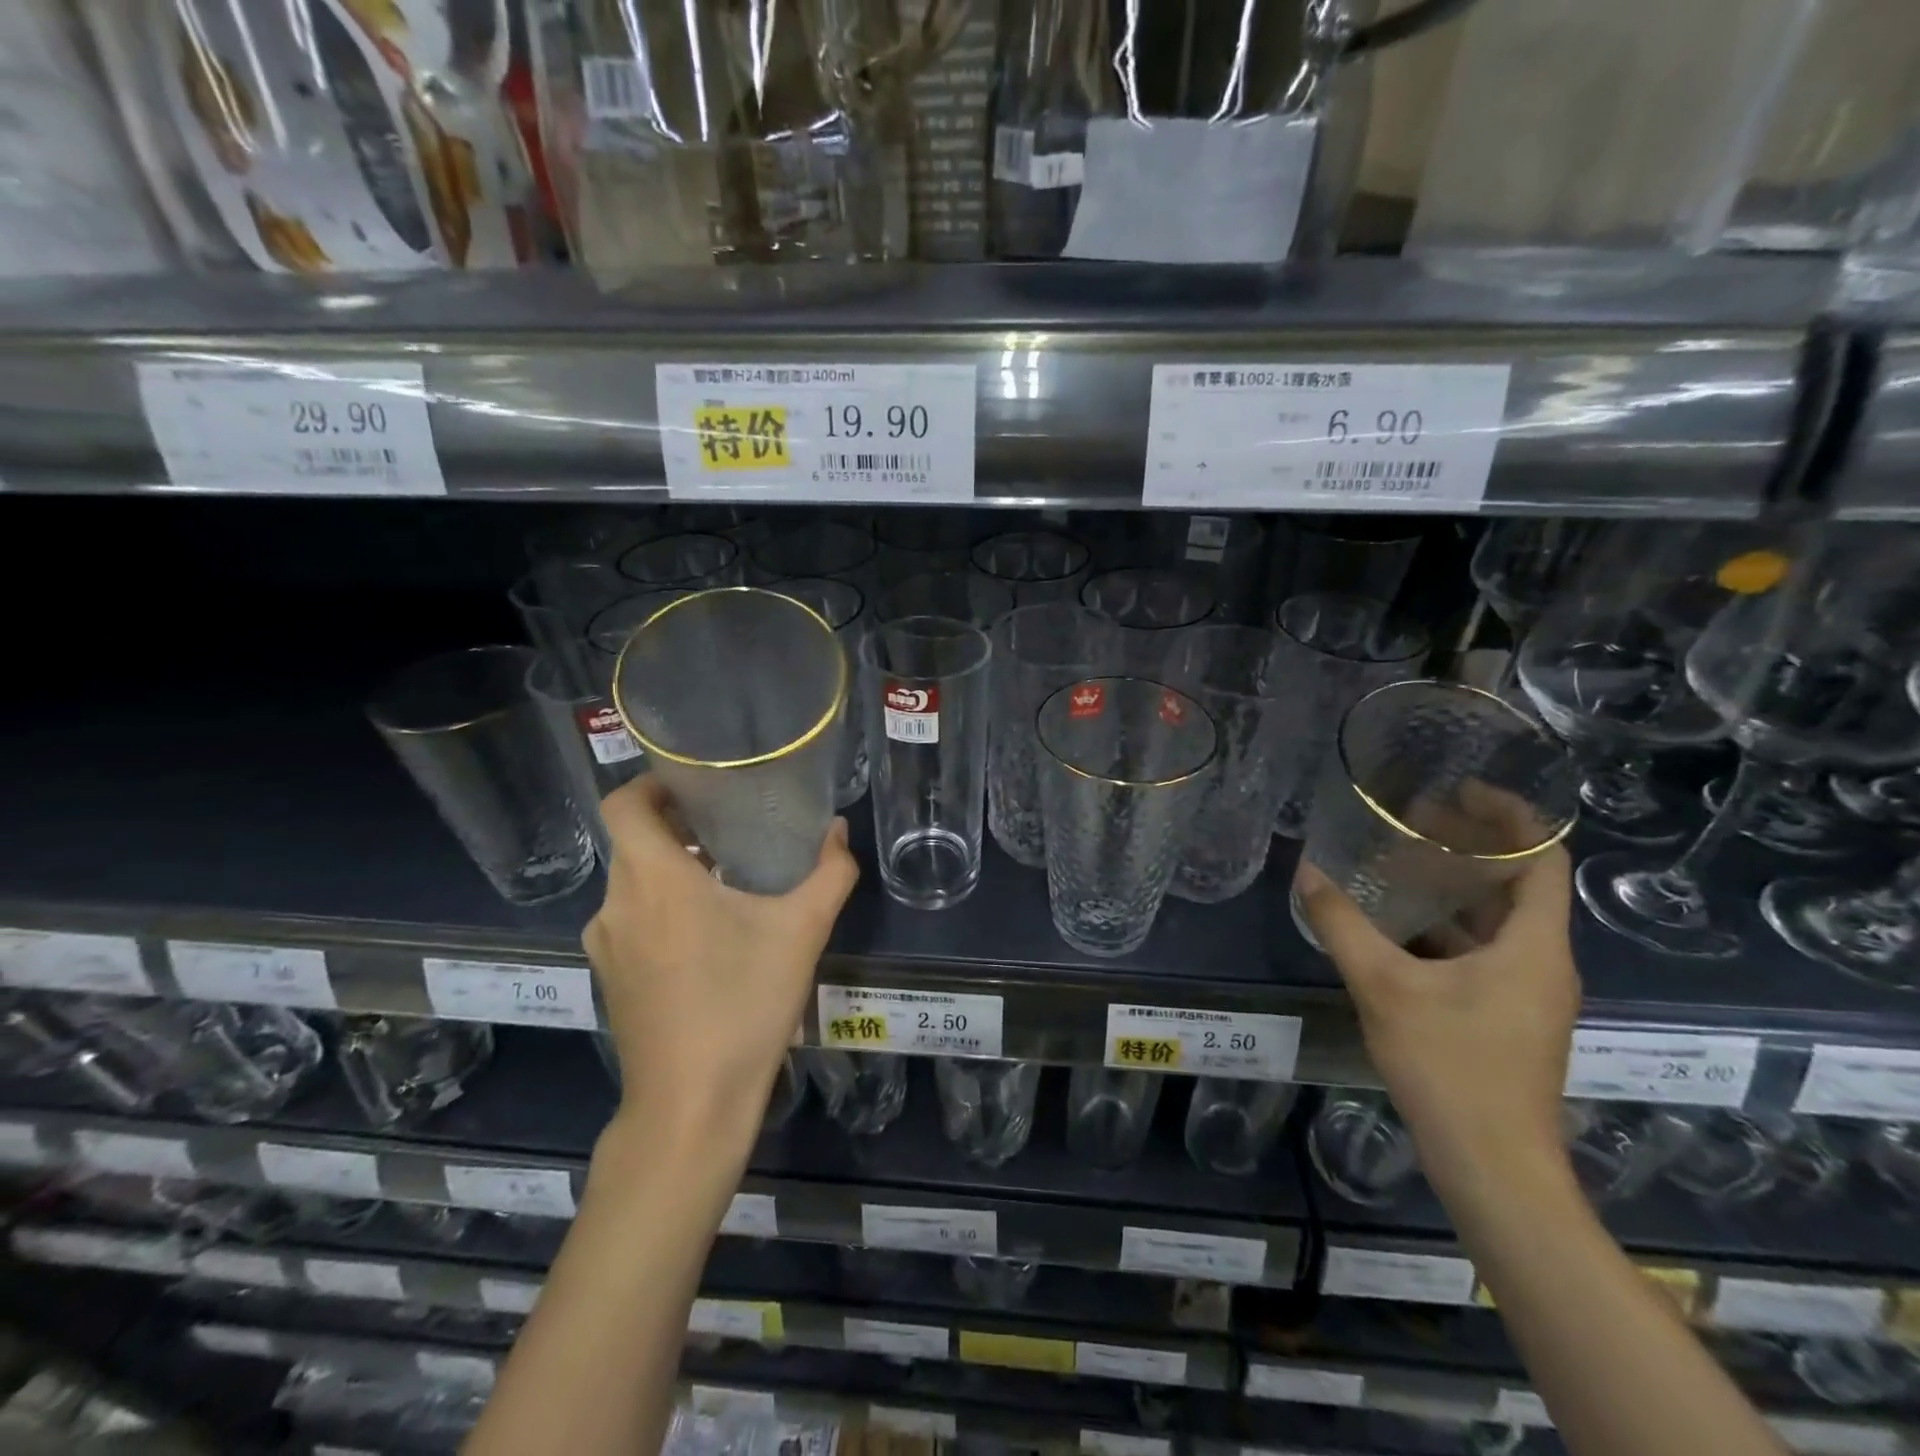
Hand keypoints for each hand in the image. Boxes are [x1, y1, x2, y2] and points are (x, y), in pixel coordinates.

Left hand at [584, 776, 857, 1136]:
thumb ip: (830, 872)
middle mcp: (617, 903)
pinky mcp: (609, 977)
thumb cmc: (745, 1003)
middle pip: (632, 841)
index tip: (695, 785)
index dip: (651, 783)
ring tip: (724, 878)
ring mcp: (606, 944)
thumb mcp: (803, 931)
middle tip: (727, 826)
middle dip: (675, 827)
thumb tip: (838, 831)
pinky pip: (630, 919)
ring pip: (632, 883)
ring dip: (670, 870)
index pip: (623, 803)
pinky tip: (707, 934)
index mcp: (653, 879)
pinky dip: (660, 907)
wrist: (691, 1104)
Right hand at [1294, 844, 1579, 1199]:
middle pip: (1519, 885)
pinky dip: (1448, 927)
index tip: (1461, 790)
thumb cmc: (1451, 1067)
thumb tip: (1307, 871)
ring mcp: (1527, 993)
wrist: (1493, 1166)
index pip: (1544, 859)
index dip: (1512, 816)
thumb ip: (1342, 924)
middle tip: (1416, 819)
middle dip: (1472, 846)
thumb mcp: (1384, 986)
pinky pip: (1483, 952)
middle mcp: (1542, 962)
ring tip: (1402, 861)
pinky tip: (1399, 925)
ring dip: (1457, 888)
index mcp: (1533, 946)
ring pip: (1498, 921)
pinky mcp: (1507, 1017)